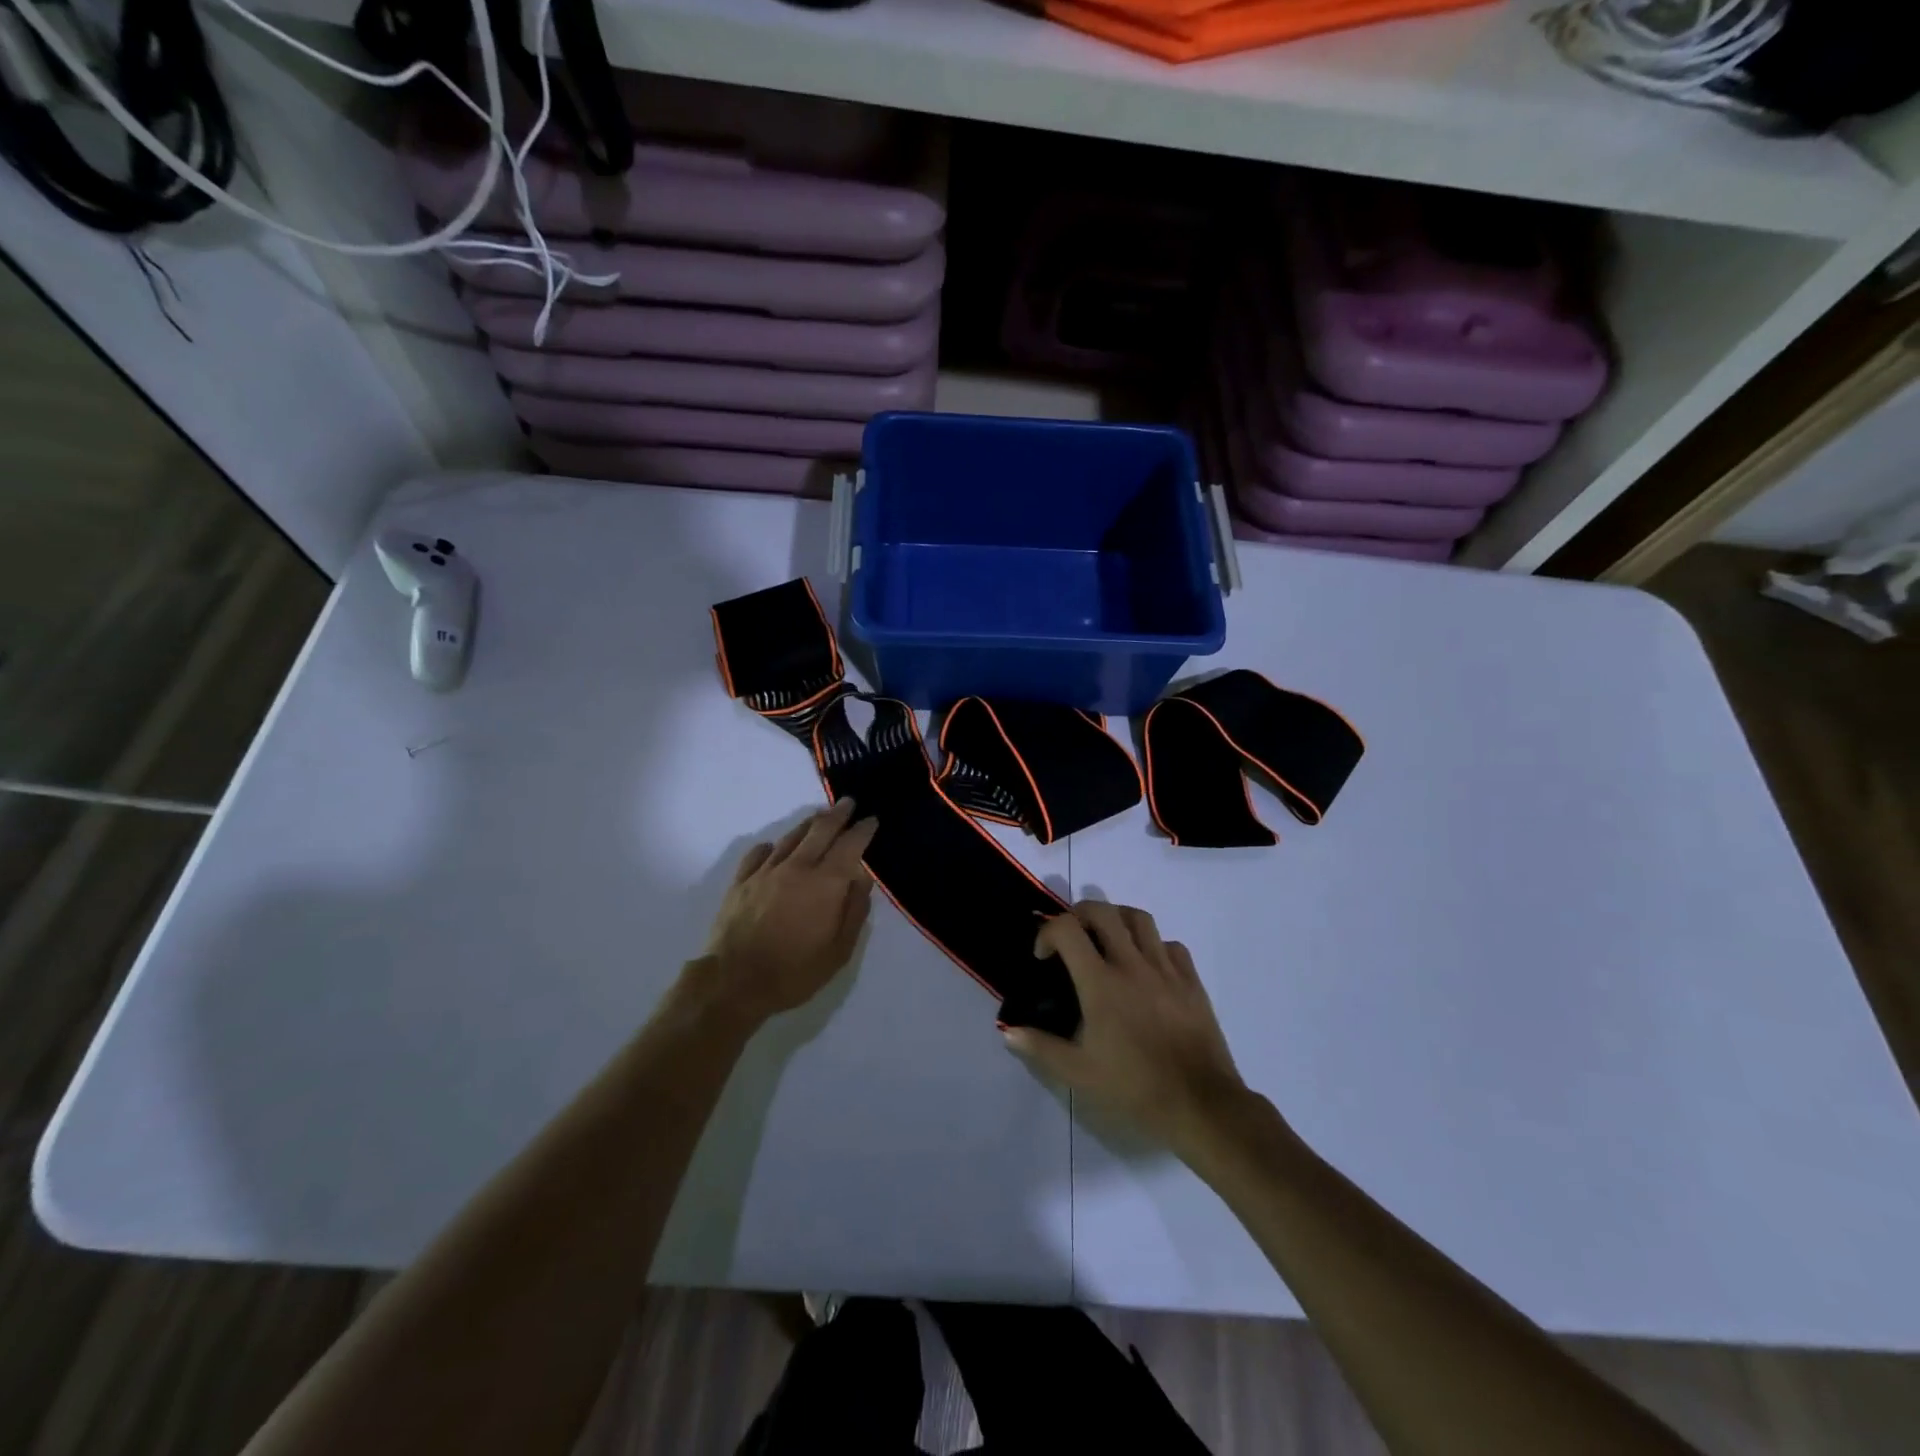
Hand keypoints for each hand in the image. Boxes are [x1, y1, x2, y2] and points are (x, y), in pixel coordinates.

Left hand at [699, 799, 876, 1024]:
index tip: (872, 820)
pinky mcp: (741, 882)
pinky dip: (772, 846)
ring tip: (819, 817)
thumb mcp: (839, 950)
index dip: (863, 830)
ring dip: (808, 824)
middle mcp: (797, 867)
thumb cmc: (794, 971)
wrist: (734, 982)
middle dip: (837, 814)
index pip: (850, 845)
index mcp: (825, 883)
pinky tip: (774, 847)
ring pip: (791, 837)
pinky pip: (759, 854)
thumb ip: (854, 909)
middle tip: (848, 803)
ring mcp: (765, 872)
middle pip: (820, 830)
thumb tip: (862, 877)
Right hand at [1003, 901, 1247, 1151]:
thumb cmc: (1135, 1087)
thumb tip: (1007, 1030)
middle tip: (1071, 938)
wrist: (1200, 1104)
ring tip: (1107, 940)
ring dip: (1116, 919)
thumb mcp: (1079, 1074)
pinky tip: (1147, 967)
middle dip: (1078, 914)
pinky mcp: (1191, 981)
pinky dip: (1153, 945)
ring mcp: (1166, 969)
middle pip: (1102, 911)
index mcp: (1101, 983)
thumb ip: (1040, 1047)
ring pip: (1139, 918)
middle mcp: (1132, 964)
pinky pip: (1171, 945)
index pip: (1067, 929)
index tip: (1044, 958)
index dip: (1047, 933)